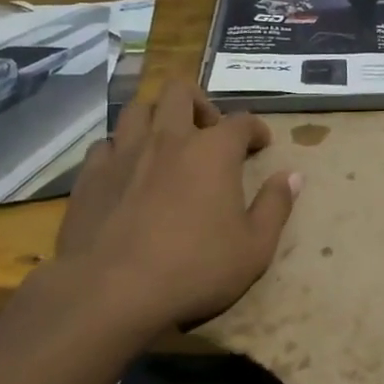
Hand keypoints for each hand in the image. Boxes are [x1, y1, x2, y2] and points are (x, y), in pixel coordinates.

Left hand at [50, 80, 299, 336]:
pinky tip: (126, 171)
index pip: (241, 121)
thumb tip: (293, 176)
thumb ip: (275, 206)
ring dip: (156, 117)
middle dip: (200, 103)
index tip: (260, 143)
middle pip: (181, 92)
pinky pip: (105, 144)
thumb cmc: (194, 269)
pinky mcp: (90, 175)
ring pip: (138, 109)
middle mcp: (168, 138)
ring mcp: (124, 153)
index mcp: (213, 151)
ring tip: (165, 142)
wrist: (110, 291)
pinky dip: (120, 149)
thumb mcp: (254, 248)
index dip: (254, 129)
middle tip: (208, 131)